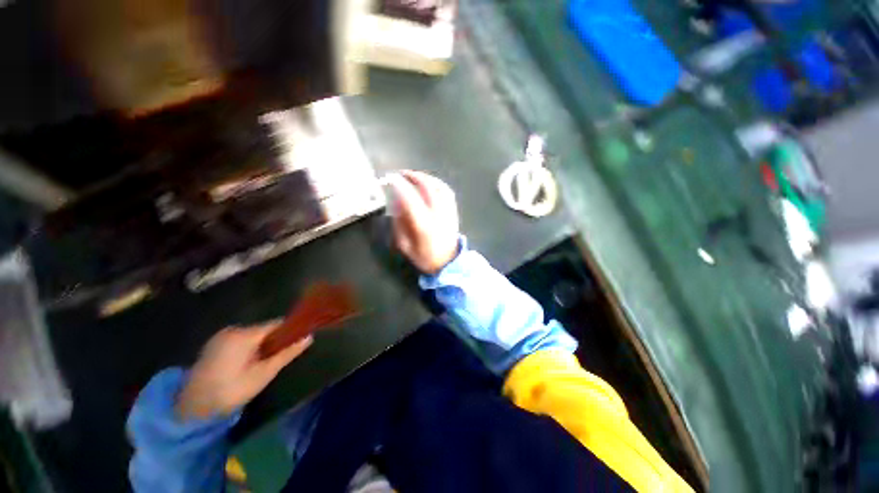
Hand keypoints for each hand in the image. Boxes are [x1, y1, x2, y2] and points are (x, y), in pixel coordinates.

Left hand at [177, 323, 312, 419]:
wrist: (191, 409)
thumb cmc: (231, 391)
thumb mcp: (264, 373)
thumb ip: (287, 353)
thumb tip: (310, 337)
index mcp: (244, 334)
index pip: (276, 324)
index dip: (290, 330)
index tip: (301, 337)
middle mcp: (232, 329)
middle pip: (264, 329)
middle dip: (275, 339)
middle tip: (282, 355)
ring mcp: (220, 336)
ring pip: (252, 334)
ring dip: (262, 344)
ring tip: (266, 361)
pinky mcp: (213, 344)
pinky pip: (240, 339)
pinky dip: (249, 347)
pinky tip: (249, 362)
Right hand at [387, 170, 459, 273]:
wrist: (448, 263)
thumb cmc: (424, 257)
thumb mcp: (405, 245)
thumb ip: (399, 224)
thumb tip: (396, 202)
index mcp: (424, 226)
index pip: (411, 201)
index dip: (401, 187)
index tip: (391, 178)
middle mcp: (438, 216)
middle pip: (428, 189)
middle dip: (414, 177)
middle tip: (401, 174)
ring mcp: (448, 212)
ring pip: (439, 187)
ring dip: (426, 177)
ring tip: (414, 175)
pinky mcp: (454, 211)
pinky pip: (447, 191)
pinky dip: (437, 183)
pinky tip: (429, 182)